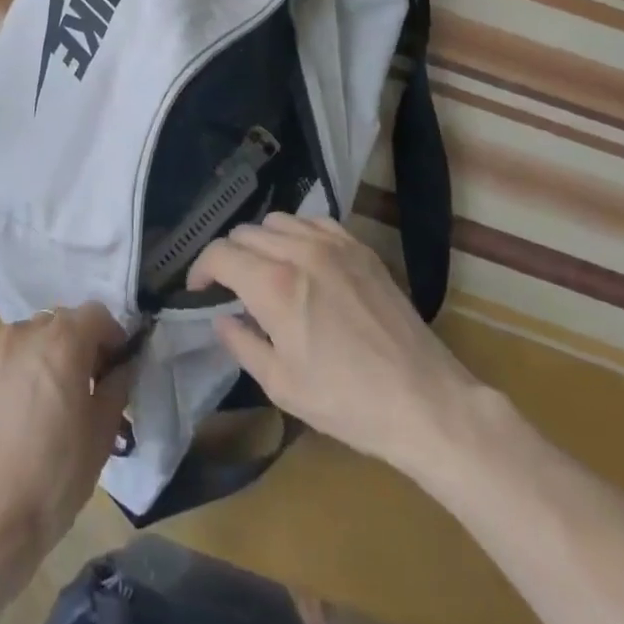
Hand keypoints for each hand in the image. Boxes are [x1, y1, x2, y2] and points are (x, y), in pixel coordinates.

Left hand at [0, 303, 132, 586]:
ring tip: (52, 397)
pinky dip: (23, 367)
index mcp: (63, 340)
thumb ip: (118, 384)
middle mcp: (27, 332)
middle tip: (89, 385)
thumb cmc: (56, 474)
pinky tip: (23, 408)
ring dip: (50, 353)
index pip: (97, 314)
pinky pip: (8, 354)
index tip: (117, 369)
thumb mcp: (102, 431)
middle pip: (63, 322)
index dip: (113, 338)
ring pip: (34, 336)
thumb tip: (124, 365)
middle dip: (81, 344)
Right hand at [188, 216, 483, 490]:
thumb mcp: (281, 385)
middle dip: (229, 257)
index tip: (199, 291)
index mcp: (274, 285)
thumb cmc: (347, 402)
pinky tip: (302, 260)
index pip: (220, 254)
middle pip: (245, 233)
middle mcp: (299, 252)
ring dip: (260, 242)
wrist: (424, 401)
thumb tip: (221, 318)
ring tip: (265, 271)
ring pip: (277, 222)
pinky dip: (297, 234)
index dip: (200, 270)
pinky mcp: (360, 248)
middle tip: (231, 288)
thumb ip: (241, 343)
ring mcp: (333, 245)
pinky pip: (314, 223)